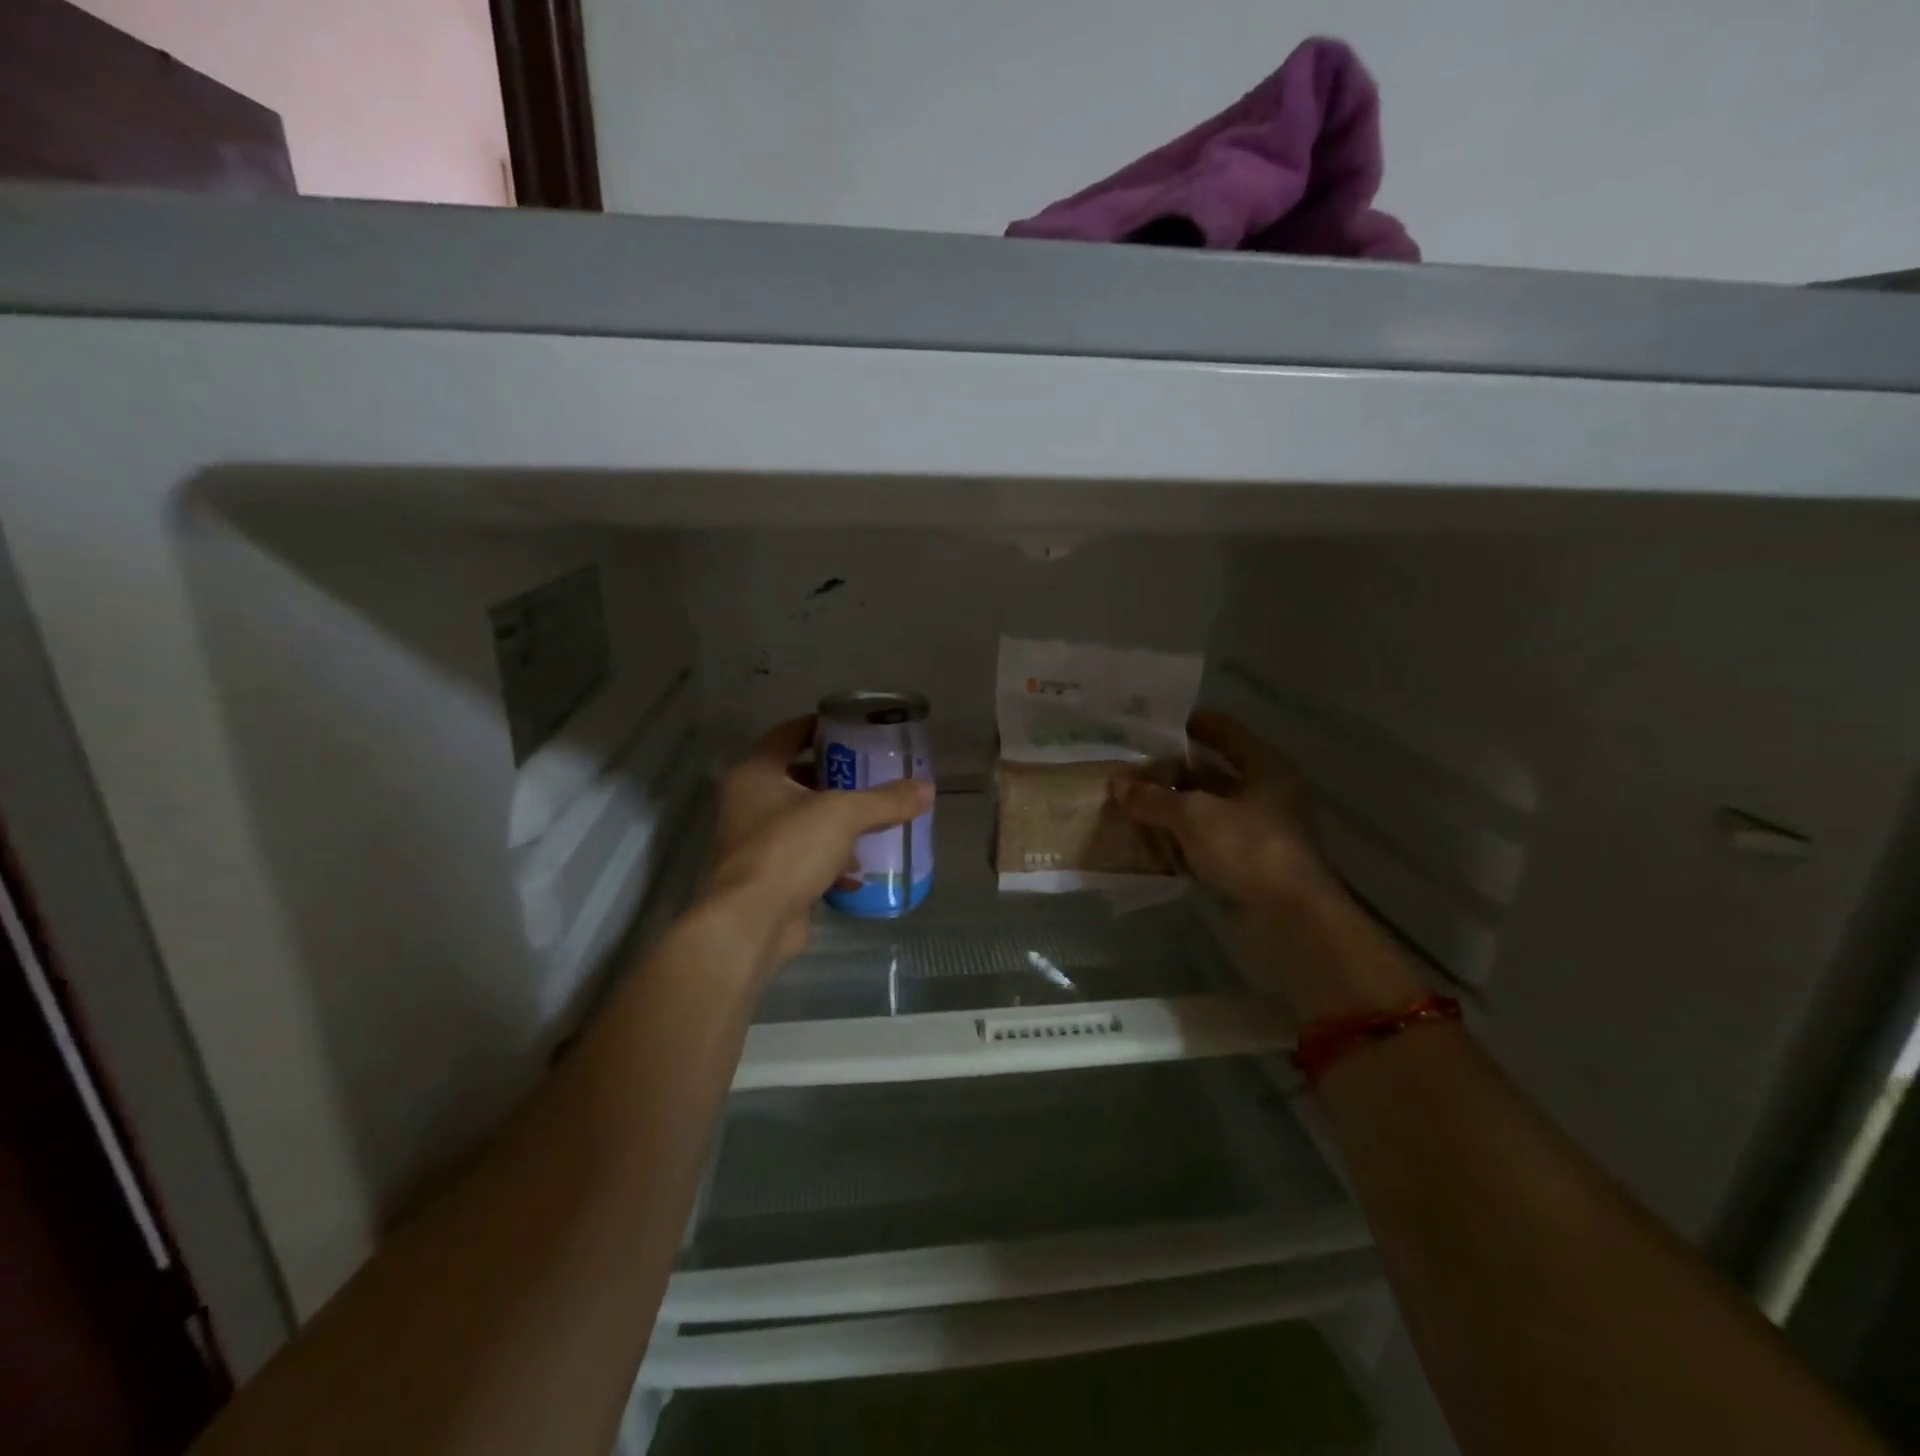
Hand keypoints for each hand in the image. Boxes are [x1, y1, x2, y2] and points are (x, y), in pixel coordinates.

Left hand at [699, 717, 932, 968]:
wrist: (752, 922)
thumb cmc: (789, 850)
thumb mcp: (844, 815)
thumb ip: (886, 800)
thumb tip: (927, 788)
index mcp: (756, 773)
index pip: (789, 734)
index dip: (821, 727)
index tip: (855, 728)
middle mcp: (749, 801)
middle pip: (798, 777)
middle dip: (836, 778)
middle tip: (873, 773)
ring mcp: (756, 841)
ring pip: (803, 819)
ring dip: (836, 822)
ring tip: (875, 819)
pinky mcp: (768, 875)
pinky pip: (805, 856)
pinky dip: (831, 859)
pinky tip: (859, 870)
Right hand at [1110, 711, 1336, 906]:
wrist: (1291, 918)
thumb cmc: (1249, 848)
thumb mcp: (1194, 816)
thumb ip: (1154, 798)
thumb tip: (1117, 784)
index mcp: (1265, 767)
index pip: (1224, 731)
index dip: (1190, 724)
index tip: (1152, 723)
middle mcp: (1265, 793)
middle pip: (1213, 771)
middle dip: (1172, 769)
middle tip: (1131, 765)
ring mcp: (1257, 830)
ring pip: (1207, 808)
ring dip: (1173, 805)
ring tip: (1130, 798)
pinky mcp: (1247, 862)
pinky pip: (1206, 840)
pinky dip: (1180, 838)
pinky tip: (1147, 837)